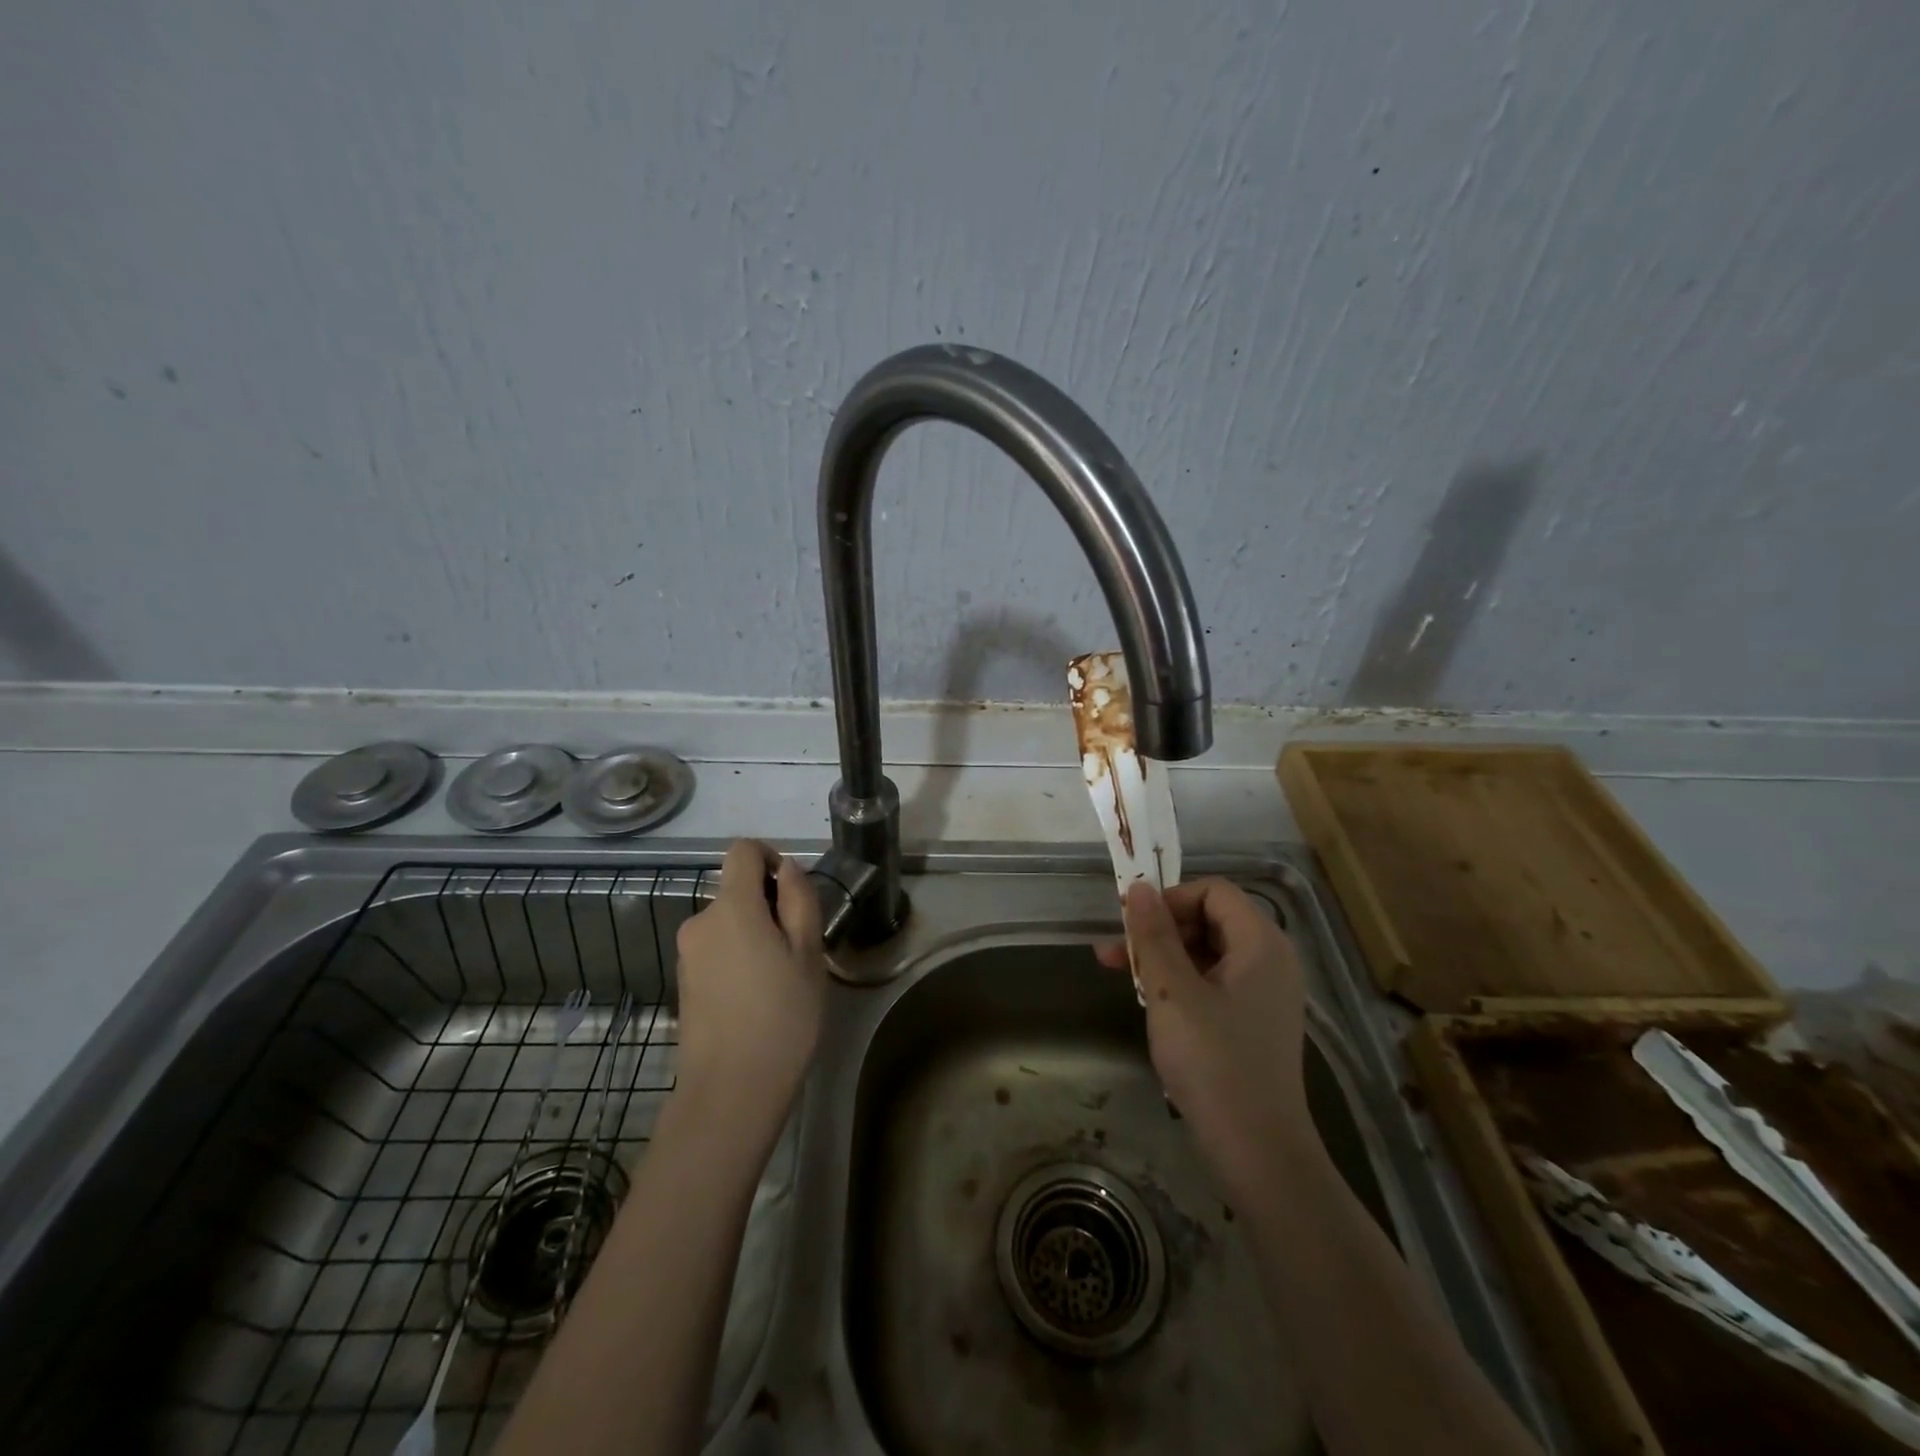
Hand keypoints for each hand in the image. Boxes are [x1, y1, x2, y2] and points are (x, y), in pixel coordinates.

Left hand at [673, 840, 826, 1125]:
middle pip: (736, 889)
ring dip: (755, 932)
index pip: (742, 851)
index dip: (771, 856)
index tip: (793, 892)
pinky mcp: (684, 981)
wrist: (730, 1092)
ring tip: (781, 978)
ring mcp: (687, 954)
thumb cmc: (782, 1018)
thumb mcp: (809, 954)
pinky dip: (738, 956)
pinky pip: (716, 948)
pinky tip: (757, 997)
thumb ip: (799, 900)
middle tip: (799, 948)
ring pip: (728, 921)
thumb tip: (787, 869)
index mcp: (732, 908)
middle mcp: (700, 922)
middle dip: (769, 904)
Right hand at [1097, 878, 1312, 1200]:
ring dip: (1164, 957)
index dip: (1171, 899)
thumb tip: (1139, 887)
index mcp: (1261, 944)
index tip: (1134, 924)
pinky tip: (1151, 1003)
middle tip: (1117, 953)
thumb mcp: (1172, 992)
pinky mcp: (1255, 1022)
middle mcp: (1270, 960)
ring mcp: (1265, 993)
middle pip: (1210, 919)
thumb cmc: (1214, 1063)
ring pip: (1208, 953)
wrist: (1258, 1152)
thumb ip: (1154, 935)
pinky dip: (1181, 983)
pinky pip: (1214, 982)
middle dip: (1160, 929)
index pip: (1214, 891)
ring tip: (1122, 976)